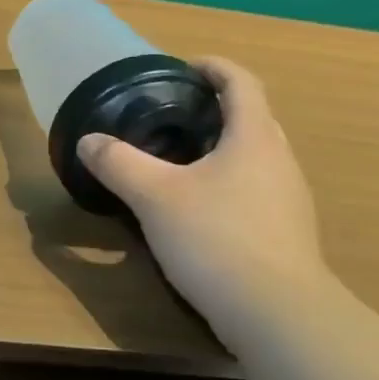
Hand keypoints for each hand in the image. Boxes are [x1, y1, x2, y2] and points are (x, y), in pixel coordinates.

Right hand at [78, 56, 326, 344]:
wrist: (275, 311)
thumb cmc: (216, 238)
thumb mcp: (154, 197)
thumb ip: (119, 164)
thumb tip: (89, 141)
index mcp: (254, 138)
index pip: (242, 83)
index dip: (214, 68)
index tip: (183, 68)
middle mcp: (279, 160)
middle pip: (252, 118)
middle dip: (216, 110)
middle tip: (173, 117)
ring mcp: (289, 199)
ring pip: (255, 157)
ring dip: (222, 149)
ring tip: (180, 162)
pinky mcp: (285, 232)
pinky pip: (256, 190)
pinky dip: (228, 184)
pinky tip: (199, 211)